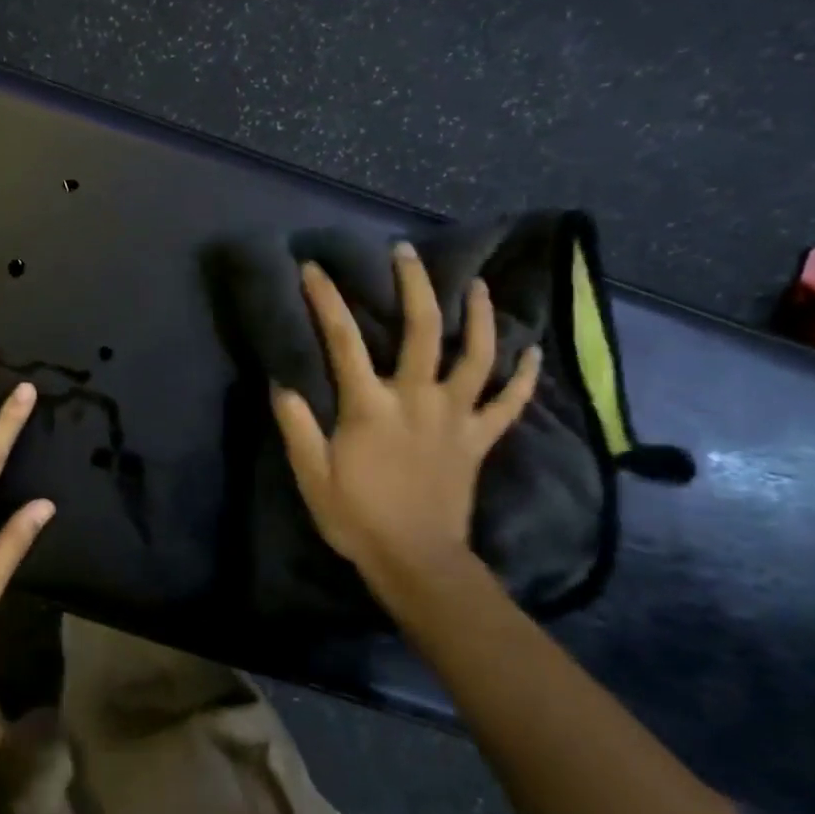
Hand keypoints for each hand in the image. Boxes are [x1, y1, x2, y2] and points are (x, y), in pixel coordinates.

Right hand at [271, 243, 540, 613]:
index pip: (344, 341)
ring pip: (476, 355)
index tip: (314, 269)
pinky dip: (523, 376)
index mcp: (370, 406)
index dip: (327, 301)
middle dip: (413, 285)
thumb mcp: (311, 475)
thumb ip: (296, 427)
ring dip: (478, 316)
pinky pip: (509, 403)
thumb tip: (282, 383)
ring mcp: (454, 417)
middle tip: (407, 252)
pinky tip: (532, 351)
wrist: (416, 560)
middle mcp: (417, 398)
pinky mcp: (478, 439)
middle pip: (422, 330)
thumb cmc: (357, 517)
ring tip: (477, 286)